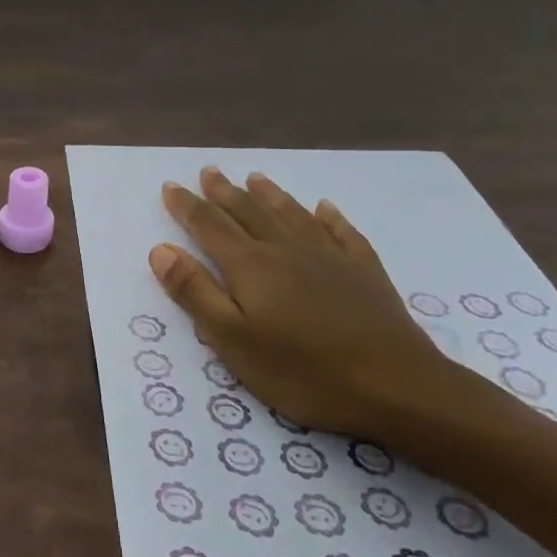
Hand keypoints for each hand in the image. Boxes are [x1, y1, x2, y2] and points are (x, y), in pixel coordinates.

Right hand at [149, 167, 458, 438]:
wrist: (395, 385)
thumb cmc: (302, 370)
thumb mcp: (232, 339)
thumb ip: (195, 292)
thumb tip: (161, 250)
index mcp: (251, 266)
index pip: (209, 226)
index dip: (187, 206)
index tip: (170, 186)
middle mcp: (287, 250)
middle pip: (249, 212)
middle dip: (224, 192)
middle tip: (208, 171)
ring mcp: (330, 257)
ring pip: (292, 215)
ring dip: (270, 195)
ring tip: (255, 177)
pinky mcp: (365, 272)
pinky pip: (342, 232)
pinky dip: (329, 217)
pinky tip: (324, 208)